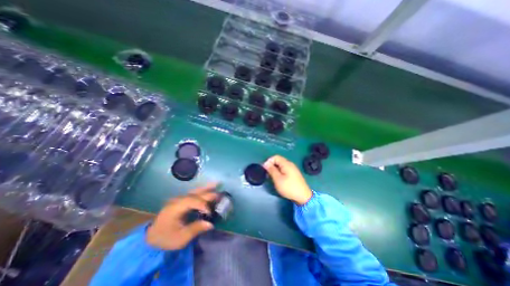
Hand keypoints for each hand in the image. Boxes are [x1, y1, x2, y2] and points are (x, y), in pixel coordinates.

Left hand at [148, 185, 218, 248]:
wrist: (152, 238)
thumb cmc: (165, 239)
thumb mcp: (179, 239)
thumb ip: (195, 229)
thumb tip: (211, 224)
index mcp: (175, 208)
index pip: (192, 201)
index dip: (203, 205)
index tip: (210, 213)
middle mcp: (178, 200)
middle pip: (195, 194)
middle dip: (208, 194)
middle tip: (220, 194)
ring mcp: (179, 199)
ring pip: (195, 191)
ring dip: (206, 188)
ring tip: (217, 183)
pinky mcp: (181, 201)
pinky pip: (194, 194)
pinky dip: (203, 191)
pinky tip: (209, 188)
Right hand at [265, 155, 312, 204]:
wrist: (303, 197)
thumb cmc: (289, 188)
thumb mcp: (278, 179)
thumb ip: (271, 170)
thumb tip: (266, 163)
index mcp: (286, 164)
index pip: (275, 157)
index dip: (269, 161)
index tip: (265, 169)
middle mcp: (290, 164)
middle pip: (278, 160)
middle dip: (272, 165)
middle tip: (268, 174)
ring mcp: (293, 169)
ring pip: (281, 165)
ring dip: (275, 169)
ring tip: (272, 177)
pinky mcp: (294, 174)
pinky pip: (285, 169)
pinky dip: (280, 172)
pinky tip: (279, 179)